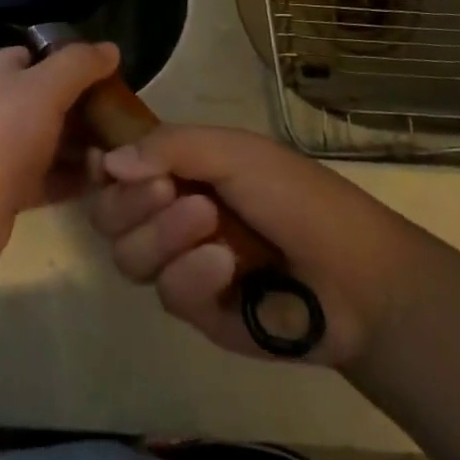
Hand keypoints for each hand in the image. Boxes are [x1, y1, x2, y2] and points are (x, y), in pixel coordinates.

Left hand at [0, 42, 120, 278]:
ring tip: (126, 155)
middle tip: (128, 122)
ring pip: (51, 140)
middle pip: (50, 98)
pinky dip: (73, 178)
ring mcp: (0, 149)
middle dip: (87, 108)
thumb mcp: (44, 88)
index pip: (42, 55)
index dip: (77, 63)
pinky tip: (106, 183)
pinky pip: (48, 176)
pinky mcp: (7, 189)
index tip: (116, 79)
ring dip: (85, 146)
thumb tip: (111, 48)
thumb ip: (79, 64)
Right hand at [87, 125, 423, 370]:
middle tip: (168, 189)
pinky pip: (167, 294)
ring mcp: (180, 264)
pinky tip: (225, 266)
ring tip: (208, 223)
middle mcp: (167, 214)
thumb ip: (168, 148)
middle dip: (132, 202)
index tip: (105, 163)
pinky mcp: (197, 312)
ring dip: (162, 235)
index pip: (113, 168)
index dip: (101, 167)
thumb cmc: (295, 196)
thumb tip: (106, 162)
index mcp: (175, 170)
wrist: (357, 277)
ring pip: (128, 255)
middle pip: (108, 215)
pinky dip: (191, 274)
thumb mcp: (233, 152)